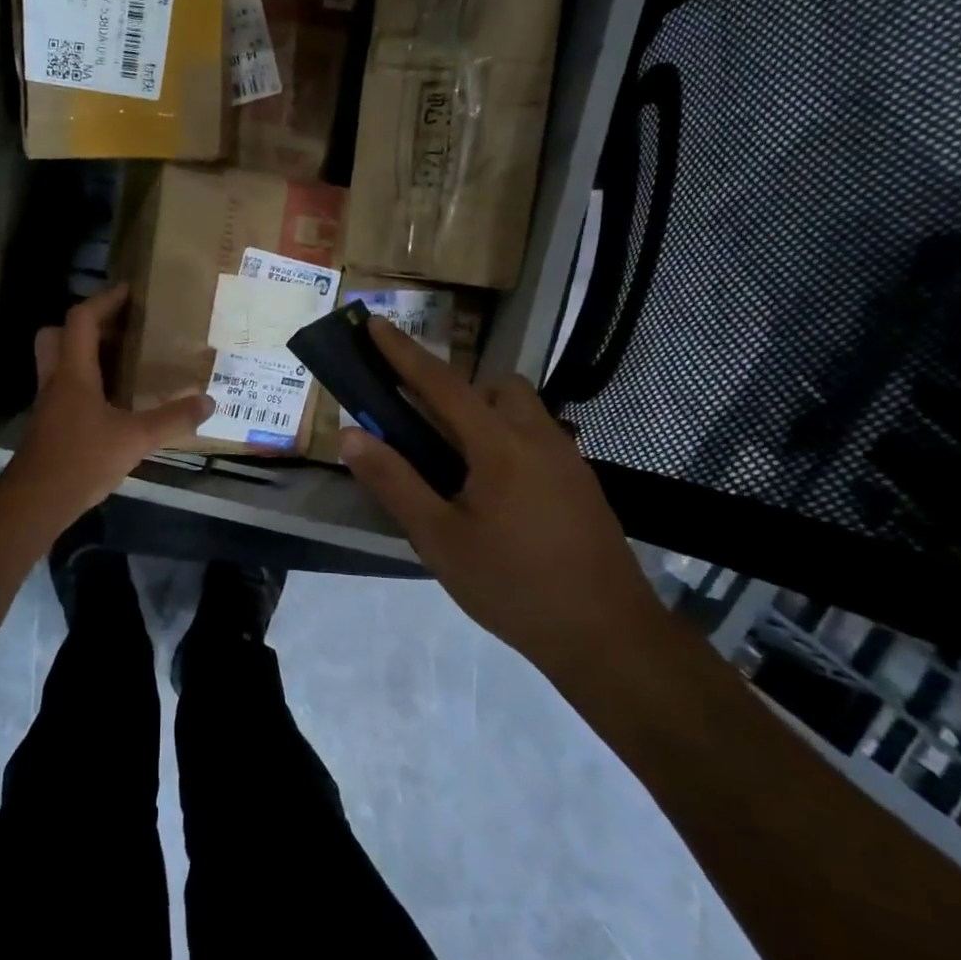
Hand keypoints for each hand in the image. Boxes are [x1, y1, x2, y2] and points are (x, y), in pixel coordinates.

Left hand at [4, 284, 212, 519]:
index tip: (128, 292)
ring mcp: (48, 404)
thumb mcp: (135, 439)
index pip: (81, 320)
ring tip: (120, 360)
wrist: (35, 502)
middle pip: (56, 335)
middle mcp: (56, 381)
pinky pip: (63, 388)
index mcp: (74, 372)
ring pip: (57, 362)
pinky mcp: (48, 425)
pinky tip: (110, 401)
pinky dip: (83, 382)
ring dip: (82, 353)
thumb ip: (172, 419)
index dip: (103, 301)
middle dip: (83, 325)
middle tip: (117, 328)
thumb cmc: (82, 459)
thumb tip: (209, 401)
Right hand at [339, 319, 661, 681]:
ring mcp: (568, 459)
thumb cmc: (513, 586)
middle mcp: (538, 438)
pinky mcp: (582, 484)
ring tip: (460, 467)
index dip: (404, 352)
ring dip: (485, 416)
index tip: (377, 323)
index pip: (442, 384)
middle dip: (457, 391)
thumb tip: (352, 435)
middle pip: (495, 387)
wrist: (608, 636)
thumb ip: (394, 482)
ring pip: (522, 410)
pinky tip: (497, 495)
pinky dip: (507, 441)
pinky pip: (538, 438)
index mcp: (499, 445)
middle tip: (428, 432)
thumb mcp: (439, 539)